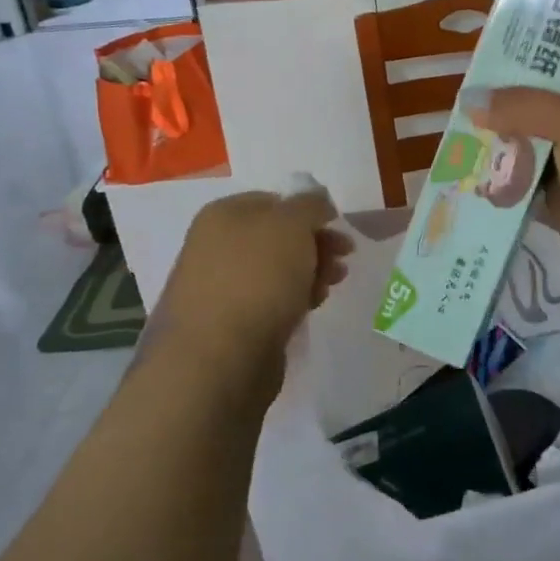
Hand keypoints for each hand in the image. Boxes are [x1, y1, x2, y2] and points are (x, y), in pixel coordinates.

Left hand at [156, 188, 351, 406]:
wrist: (218, 359)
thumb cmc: (257, 278)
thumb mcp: (292, 224)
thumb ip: (310, 205)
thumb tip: (317, 201)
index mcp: (223, 215)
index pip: (275, 201)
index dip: (310, 211)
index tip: (337, 228)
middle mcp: (216, 246)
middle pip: (278, 237)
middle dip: (316, 245)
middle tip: (344, 259)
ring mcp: (220, 287)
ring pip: (277, 271)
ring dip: (310, 273)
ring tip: (331, 287)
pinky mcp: (230, 325)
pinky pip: (270, 302)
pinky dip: (294, 301)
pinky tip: (310, 309)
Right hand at [470, 0, 559, 296]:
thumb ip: (524, 106)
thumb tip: (473, 103)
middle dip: (532, 59)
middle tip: (490, 40)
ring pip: (538, 119)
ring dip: (508, 110)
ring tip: (467, 89)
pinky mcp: (557, 182)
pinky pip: (524, 160)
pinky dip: (501, 155)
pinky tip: (468, 144)